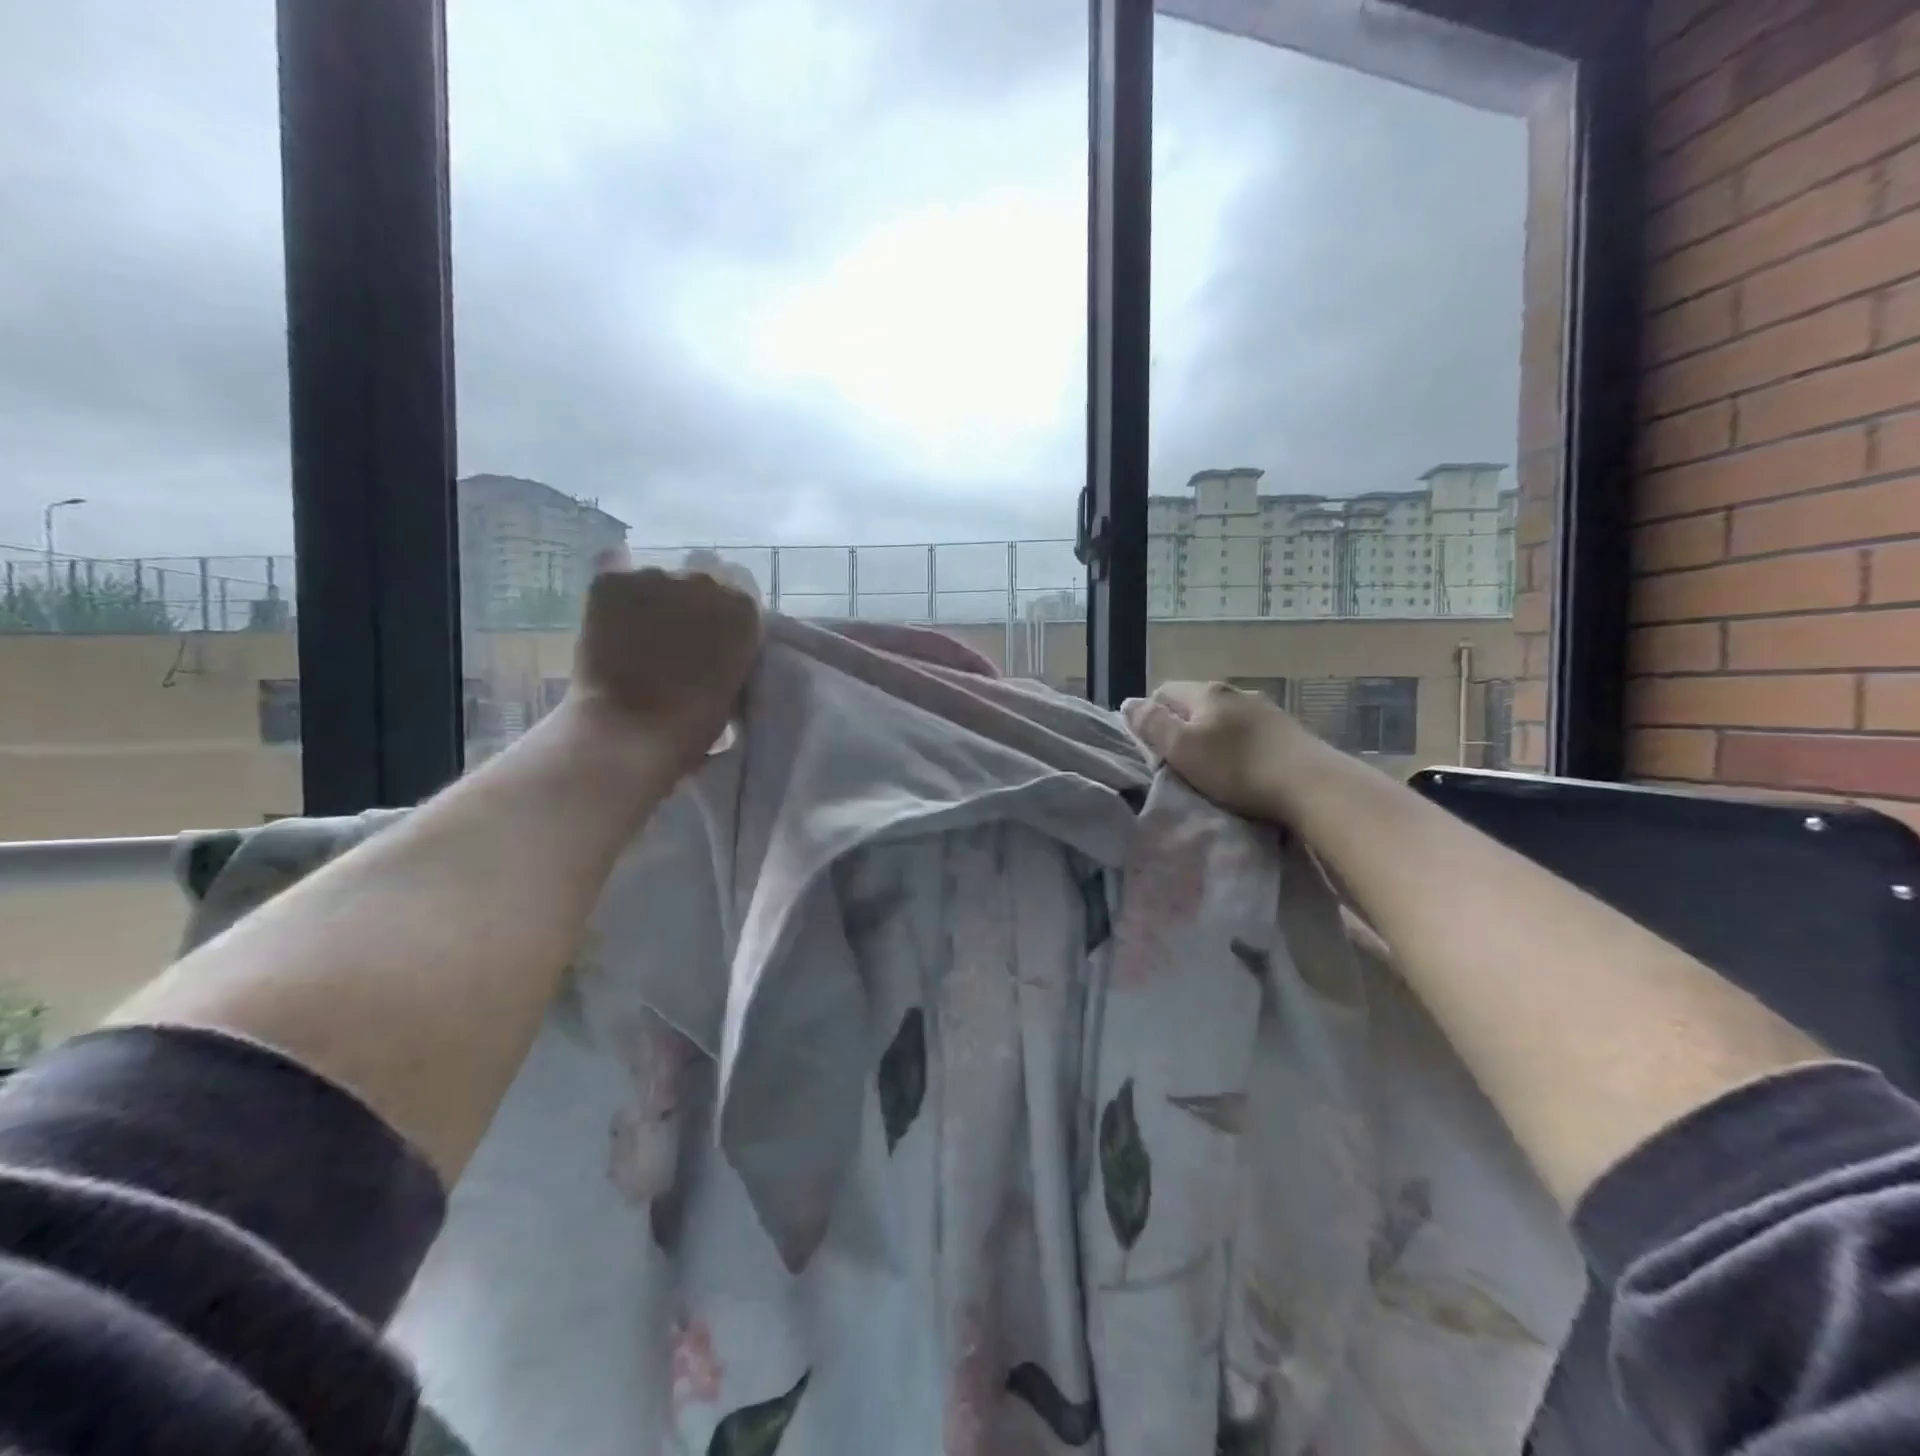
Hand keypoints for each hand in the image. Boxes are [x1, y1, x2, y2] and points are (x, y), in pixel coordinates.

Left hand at [566, 567, 762, 776]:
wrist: (631, 731)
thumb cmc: (693, 724)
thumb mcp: (734, 684)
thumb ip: (730, 651)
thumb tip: (716, 644)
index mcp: (742, 609)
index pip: (737, 596)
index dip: (720, 617)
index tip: (709, 640)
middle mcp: (704, 582)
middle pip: (697, 584)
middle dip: (686, 606)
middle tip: (672, 641)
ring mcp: (654, 577)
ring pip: (654, 583)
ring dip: (649, 603)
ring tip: (634, 639)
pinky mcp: (611, 582)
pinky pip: (613, 582)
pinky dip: (611, 603)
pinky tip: (606, 629)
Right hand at [1122, 681, 1315, 821]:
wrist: (1312, 786)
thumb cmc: (1237, 768)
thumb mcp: (1181, 749)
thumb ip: (1152, 724)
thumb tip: (1129, 703)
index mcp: (1207, 692)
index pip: (1164, 691)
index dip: (1152, 717)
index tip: (1154, 749)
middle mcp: (1237, 692)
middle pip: (1196, 704)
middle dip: (1184, 728)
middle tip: (1181, 763)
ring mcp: (1267, 709)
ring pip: (1225, 719)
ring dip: (1215, 738)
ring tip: (1214, 769)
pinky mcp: (1289, 731)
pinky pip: (1251, 733)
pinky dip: (1241, 747)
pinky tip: (1246, 770)